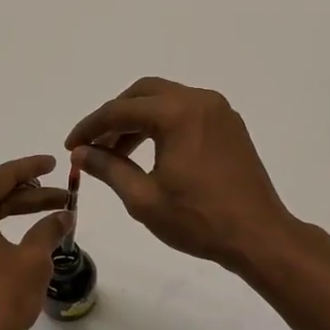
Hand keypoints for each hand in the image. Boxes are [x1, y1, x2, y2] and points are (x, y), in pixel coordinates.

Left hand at [0, 156, 70, 329]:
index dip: (31, 169)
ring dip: (15, 212)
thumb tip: (63, 216)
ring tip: (48, 214)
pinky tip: (22, 236)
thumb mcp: (32, 259)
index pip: (2, 177)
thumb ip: (48, 230)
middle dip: (30, 195)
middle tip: (62, 197)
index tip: (54, 162)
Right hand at [64, 77, 294, 271]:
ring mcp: (218, 111)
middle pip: (143, 93)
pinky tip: (150, 152)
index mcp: (177, 113)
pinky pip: (186, 112)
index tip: (71, 146)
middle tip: (93, 144)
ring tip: (116, 153)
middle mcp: (199, 100)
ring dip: (137, 120)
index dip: (90, 127)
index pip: (120, 110)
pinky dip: (162, 124)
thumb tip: (80, 153)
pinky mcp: (229, 125)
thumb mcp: (143, 198)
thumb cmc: (198, 220)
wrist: (258, 236)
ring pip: (165, 100)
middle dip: (114, 116)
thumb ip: (108, 168)